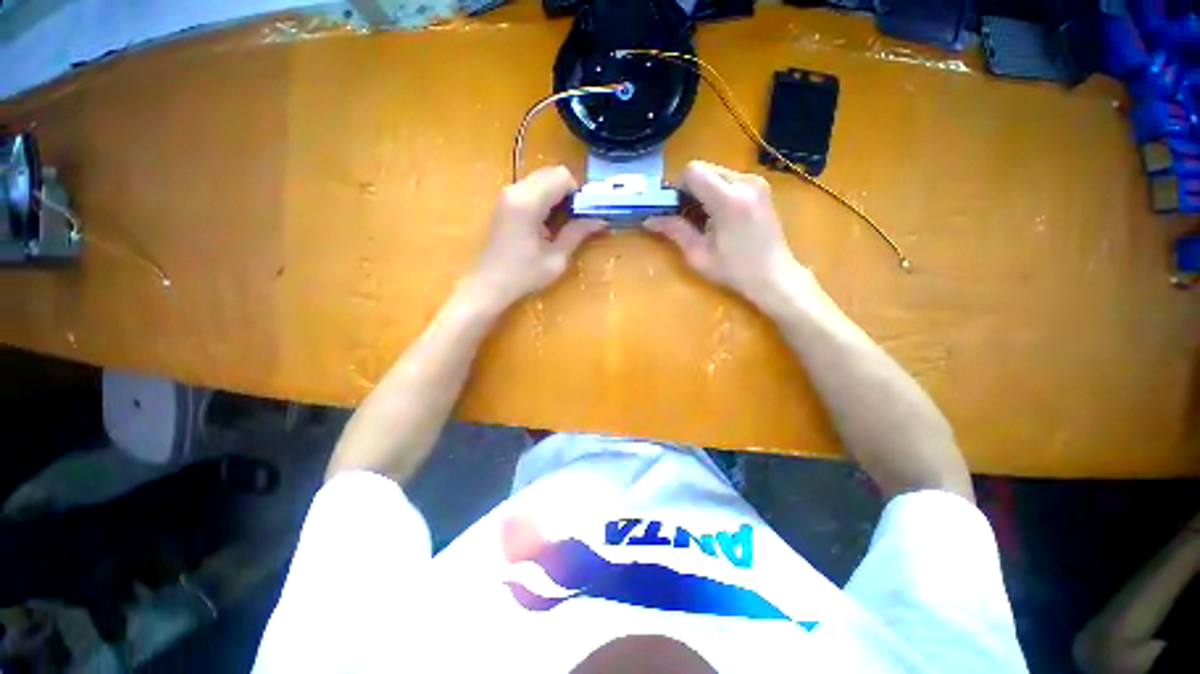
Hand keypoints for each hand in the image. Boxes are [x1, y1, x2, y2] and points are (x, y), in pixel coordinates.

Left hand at [470, 166, 604, 307]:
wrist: (489, 284)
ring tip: (558, 224)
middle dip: (568, 192)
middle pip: (551, 173)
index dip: (577, 193)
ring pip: (541, 179)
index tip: (581, 216)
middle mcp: (515, 190)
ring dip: (556, 195)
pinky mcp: (504, 201)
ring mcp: (507, 194)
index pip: (562, 176)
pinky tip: (544, 223)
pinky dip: (544, 199)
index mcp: (528, 203)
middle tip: (573, 220)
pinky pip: (531, 188)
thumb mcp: (556, 258)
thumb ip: (577, 233)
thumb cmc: (524, 275)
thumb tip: (601, 220)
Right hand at [646, 160, 803, 304]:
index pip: (693, 171)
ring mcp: (757, 183)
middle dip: (690, 189)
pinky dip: (717, 192)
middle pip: (704, 169)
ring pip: (716, 173)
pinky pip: (730, 179)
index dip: (678, 187)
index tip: (675, 208)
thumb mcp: (699, 254)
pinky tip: (719, 217)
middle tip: (687, 216)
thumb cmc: (735, 270)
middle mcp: (745, 182)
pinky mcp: (761, 188)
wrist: (774, 275)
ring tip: (704, 219)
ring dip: (703, 191)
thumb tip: (649, 220)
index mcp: (728, 200)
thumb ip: (675, 231)